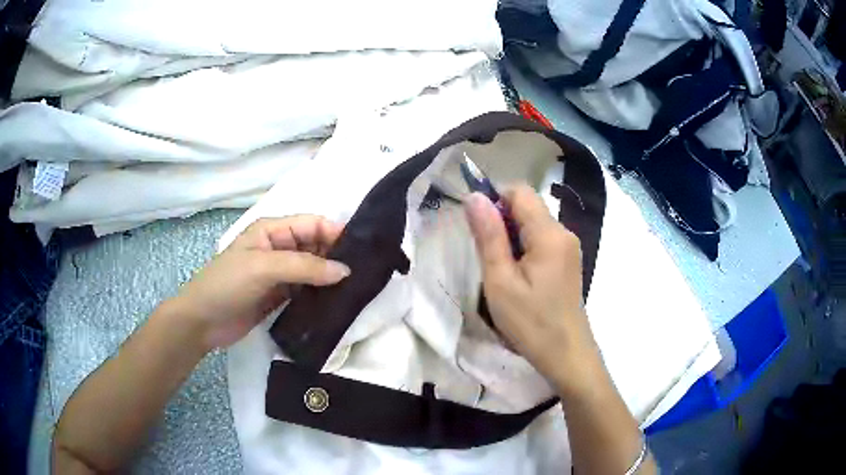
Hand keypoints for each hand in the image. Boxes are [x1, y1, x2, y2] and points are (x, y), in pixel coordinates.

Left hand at [169, 215, 350, 351]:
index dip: (336, 233)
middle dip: (337, 255)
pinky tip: (338, 303)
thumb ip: (304, 266)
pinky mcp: (280, 296)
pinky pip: (306, 290)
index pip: (312, 224)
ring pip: (314, 269)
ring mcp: (280, 273)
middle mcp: (279, 248)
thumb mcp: (263, 268)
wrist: (203, 321)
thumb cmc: (227, 284)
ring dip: (331, 277)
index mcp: (273, 230)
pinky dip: (321, 294)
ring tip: (358, 288)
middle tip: (365, 273)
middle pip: (316, 245)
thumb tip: (345, 271)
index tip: (363, 250)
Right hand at [464, 186, 599, 393]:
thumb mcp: (501, 281)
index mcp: (549, 234)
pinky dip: (524, 250)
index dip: (494, 199)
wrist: (567, 356)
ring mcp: (569, 248)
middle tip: (487, 258)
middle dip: (501, 222)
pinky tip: (518, 278)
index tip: (478, 228)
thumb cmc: (531, 323)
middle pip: (527, 207)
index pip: (519, 191)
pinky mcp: (568, 262)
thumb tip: (475, 196)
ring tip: (501, 272)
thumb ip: (488, 236)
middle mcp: (564, 233)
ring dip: (511, 238)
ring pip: (533, 225)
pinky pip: (542, 241)